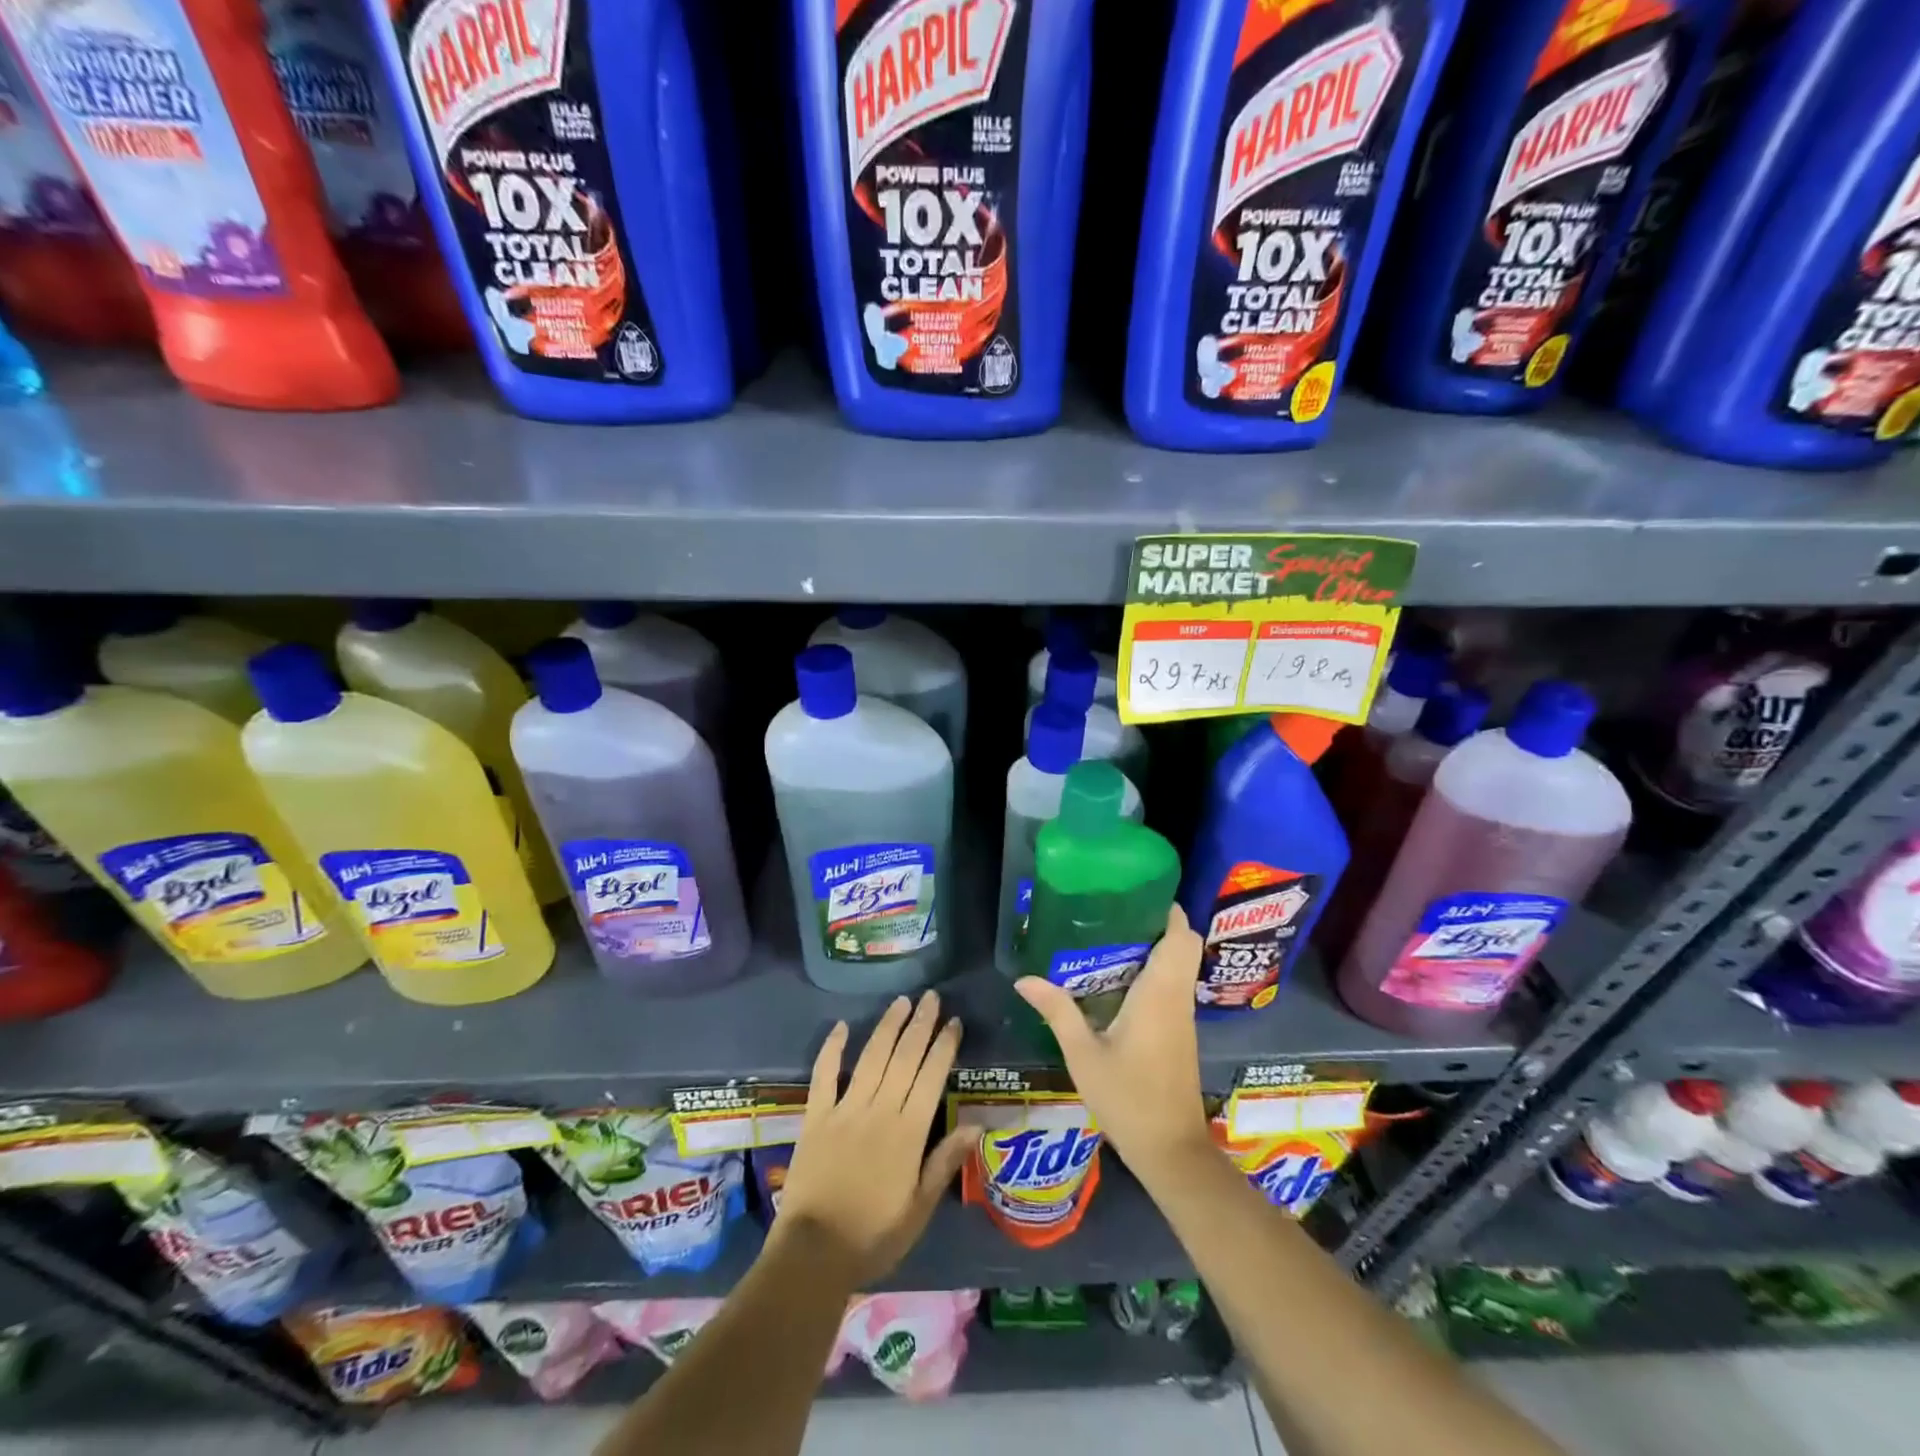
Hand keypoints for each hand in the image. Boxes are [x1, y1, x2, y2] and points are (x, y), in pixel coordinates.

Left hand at [774, 991, 973, 1287]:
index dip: (944, 1046)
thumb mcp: (919, 1209)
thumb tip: (975, 1125)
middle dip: (920, 1024)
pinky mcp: (816, 1116)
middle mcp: (879, 1111)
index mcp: (908, 1133)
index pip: (931, 1077)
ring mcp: (844, 1110)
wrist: (813, 1254)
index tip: (954, 1022)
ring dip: (887, 1027)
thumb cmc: (874, 1236)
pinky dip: (832, 1049)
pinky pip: (824, 1075)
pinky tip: (841, 1026)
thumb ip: (944, 1163)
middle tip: (932, 997)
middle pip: (904, 1058)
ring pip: (871, 1058)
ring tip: (901, 1001)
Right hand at [1014, 905, 1212, 1182]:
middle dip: (1158, 923)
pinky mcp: (1179, 1033)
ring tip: (1109, 936)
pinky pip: (1172, 986)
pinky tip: (1117, 979)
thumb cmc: (1128, 1098)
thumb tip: (1024, 979)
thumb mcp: (1083, 1054)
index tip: (1137, 892)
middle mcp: (1177, 998)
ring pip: (1179, 966)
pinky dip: (1154, 972)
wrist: (1170, 1151)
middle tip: (1115, 912)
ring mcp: (1182, 1017)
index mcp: (1160, 994)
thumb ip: (1057, 1011)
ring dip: (1155, 947)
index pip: (1182, 937)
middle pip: (1184, 945)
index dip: (1168, 910)